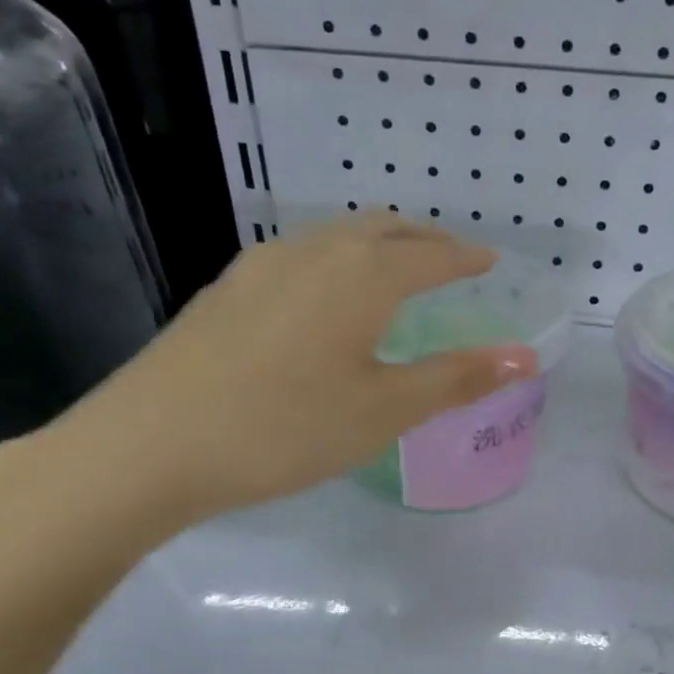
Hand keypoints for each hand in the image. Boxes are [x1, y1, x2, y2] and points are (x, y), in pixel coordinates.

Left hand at [39, 214, 536, 535]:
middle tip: (450, 258)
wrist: (149, 445)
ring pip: (335, 237)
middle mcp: (313, 253)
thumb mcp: (383, 411)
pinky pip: (299, 256)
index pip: (431, 254)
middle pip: (382, 228)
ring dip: (376, 244)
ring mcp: (260, 266)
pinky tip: (323, 296)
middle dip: (424, 238)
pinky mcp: (225, 290)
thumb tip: (524, 357)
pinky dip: (334, 260)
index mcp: (360, 275)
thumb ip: (455, 379)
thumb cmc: (284, 428)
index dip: (466, 258)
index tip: (490, 261)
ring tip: (393, 270)